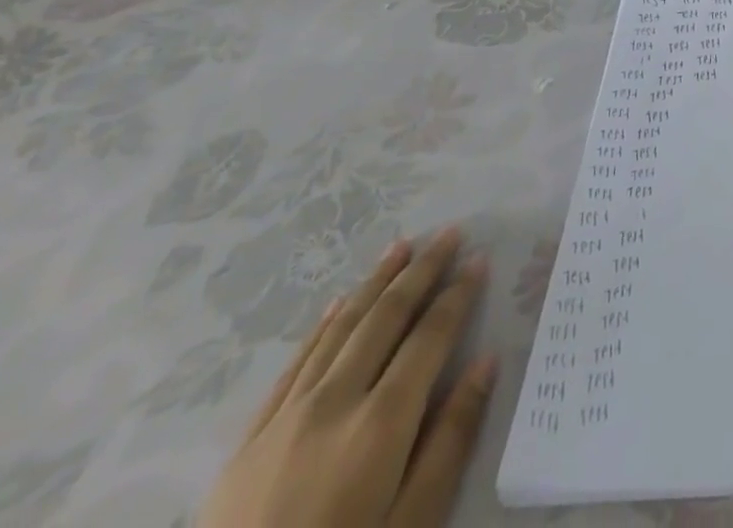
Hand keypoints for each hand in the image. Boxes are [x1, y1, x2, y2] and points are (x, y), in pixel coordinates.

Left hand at [198, 227, 497, 527]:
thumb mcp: (413, 525)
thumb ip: (451, 440)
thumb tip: (486, 362)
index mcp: (382, 422)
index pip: (430, 336)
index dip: (458, 294)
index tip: (480, 259)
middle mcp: (334, 403)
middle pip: (385, 318)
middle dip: (421, 271)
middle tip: (449, 234)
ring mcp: (284, 420)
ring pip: (338, 330)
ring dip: (374, 283)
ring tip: (400, 247)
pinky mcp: (246, 444)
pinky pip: (292, 367)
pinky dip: (321, 327)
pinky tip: (336, 305)